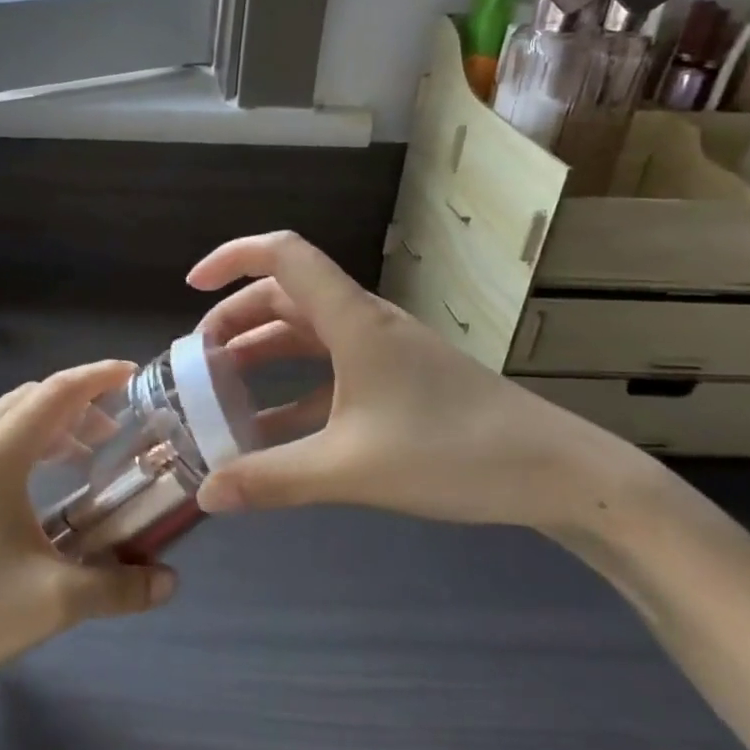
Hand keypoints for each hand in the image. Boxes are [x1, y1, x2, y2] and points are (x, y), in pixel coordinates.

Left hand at [0, 362, 177, 691]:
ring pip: (2, 418)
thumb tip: (169, 583)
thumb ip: (119, 588)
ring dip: (46, 425)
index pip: (54, 393)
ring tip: (81, 456)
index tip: (132, 374)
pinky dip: (18, 443)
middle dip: (76, 404)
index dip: (96, 378)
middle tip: (114, 431)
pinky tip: (32, 485)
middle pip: (29, 398)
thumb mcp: (54, 603)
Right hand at [187, 231, 655, 531]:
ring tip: (221, 389)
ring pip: (306, 334)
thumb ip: (274, 480)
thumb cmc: (453, 453)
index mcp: (352, 320)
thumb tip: (206, 495)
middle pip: (285, 295)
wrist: (559, 474)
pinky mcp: (398, 382)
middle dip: (234, 320)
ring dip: (262, 353)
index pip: (283, 255)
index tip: (190, 286)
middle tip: (197, 360)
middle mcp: (364, 324)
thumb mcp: (351, 469)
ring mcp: (384, 353)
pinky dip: (293, 390)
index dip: (231, 257)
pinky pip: (330, 372)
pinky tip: (272, 431)